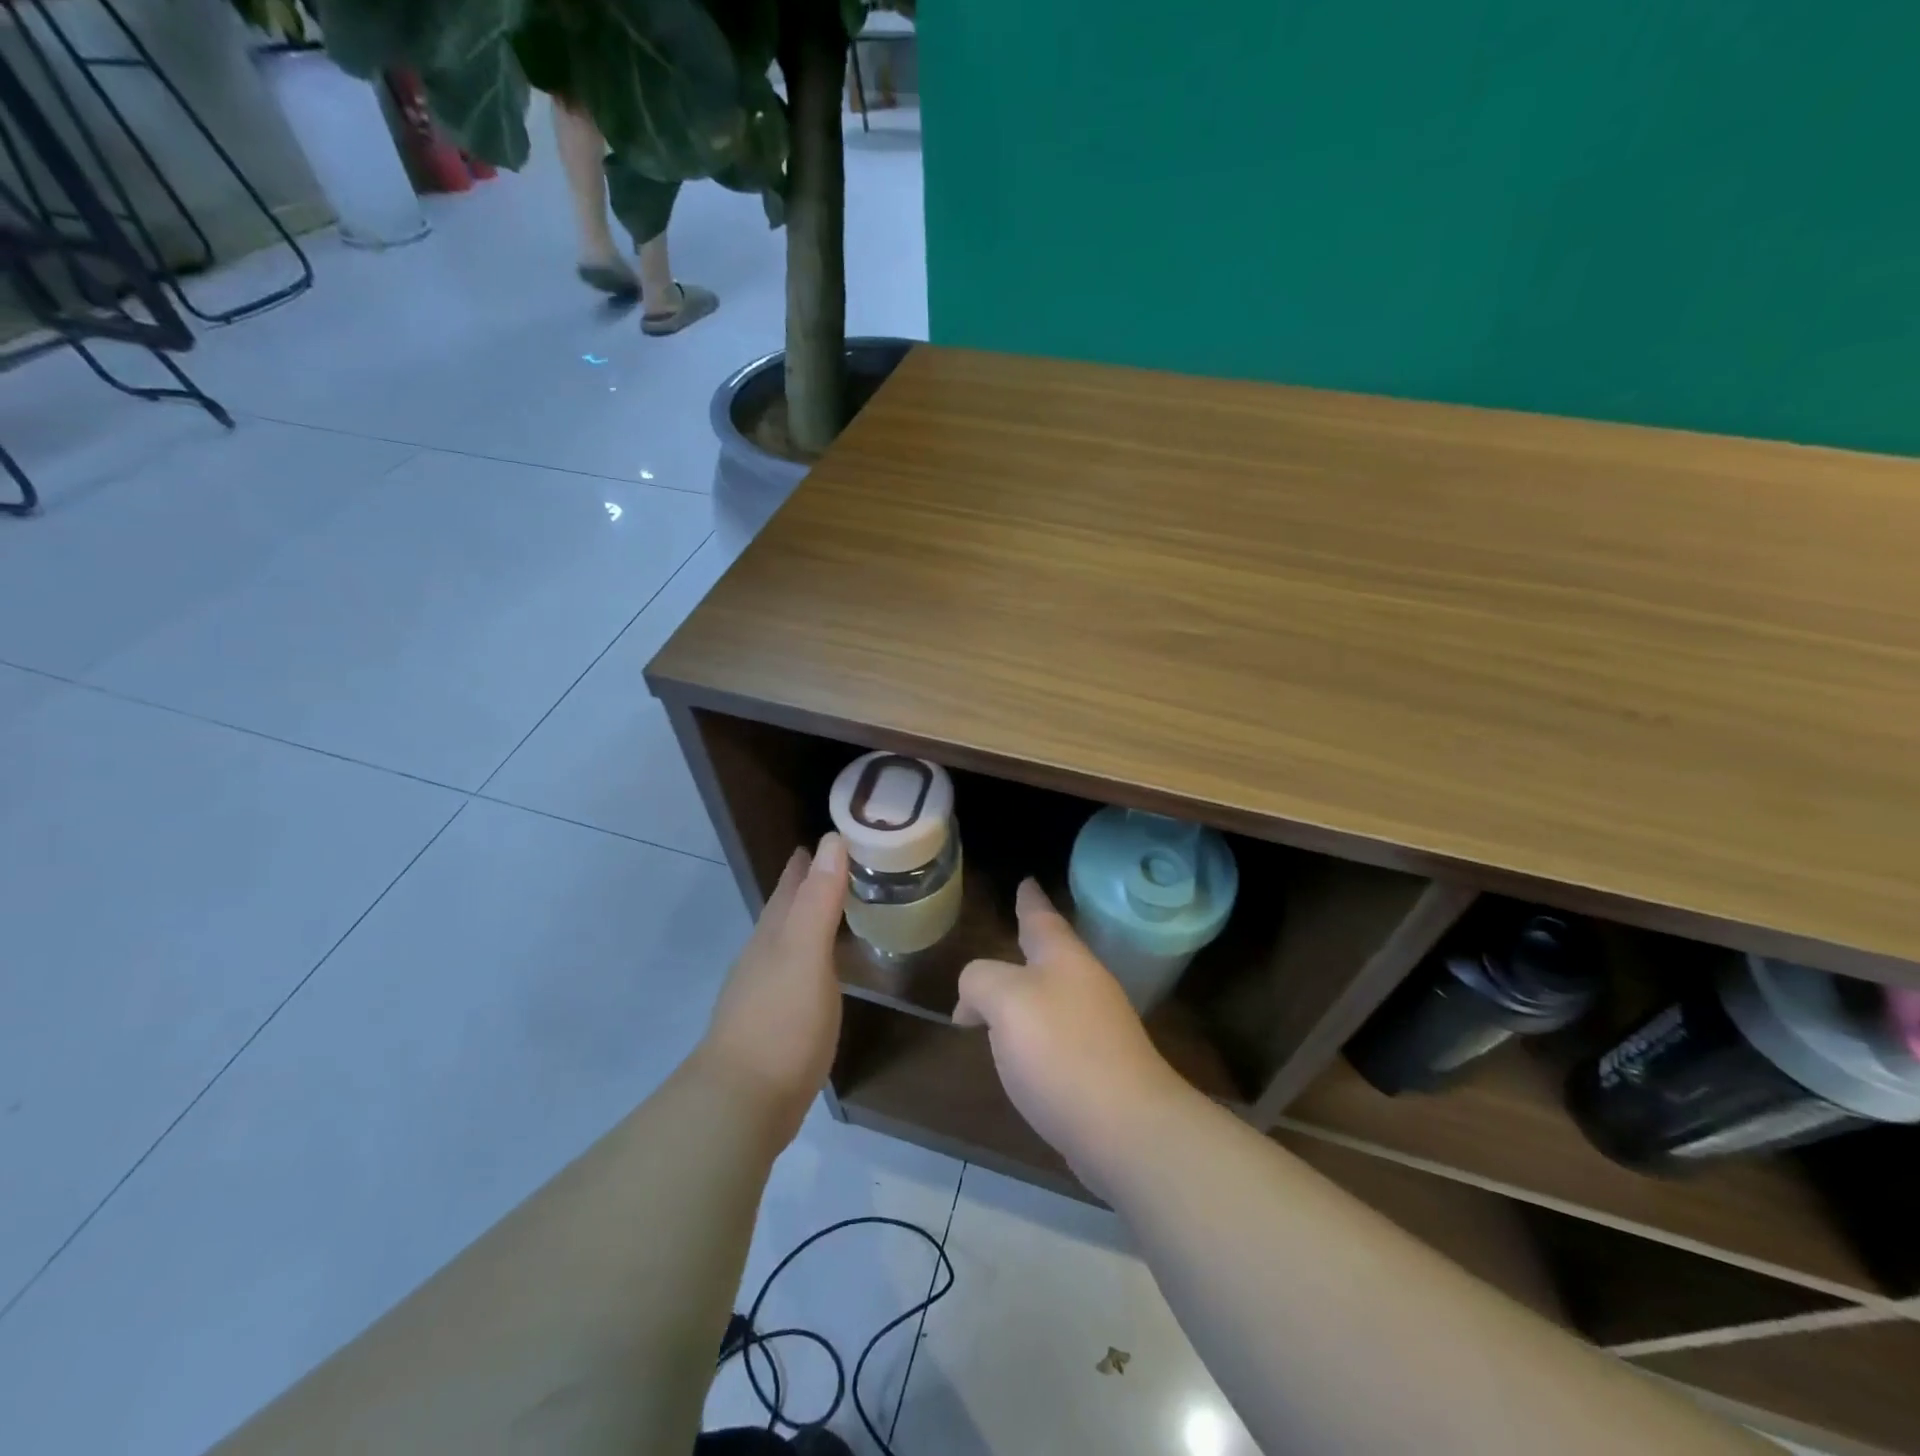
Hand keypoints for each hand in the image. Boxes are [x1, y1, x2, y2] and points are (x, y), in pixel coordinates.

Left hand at [700, 833, 848, 1141]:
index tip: (837, 835)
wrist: (743, 1103)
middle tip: (846, 865)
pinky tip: (825, 968)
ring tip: (841, 909)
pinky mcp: (777, 1022)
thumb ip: (819, 900)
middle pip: (787, 909)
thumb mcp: (805, 953)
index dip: (811, 859)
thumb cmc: (780, 1021)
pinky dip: (816, 958)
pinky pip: (800, 972)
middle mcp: (765, 955)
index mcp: (774, 934)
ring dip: (813, 921)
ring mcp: (767, 990)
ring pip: (792, 940)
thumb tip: (832, 840)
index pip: (792, 883)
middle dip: (811, 885)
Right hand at [955, 880, 1189, 1190]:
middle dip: (1031, 942)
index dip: (1030, 900)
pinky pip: (1057, 1033)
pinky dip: (1034, 1030)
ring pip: (1054, 993)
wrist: (1126, 1128)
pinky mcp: (1098, 1067)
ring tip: (1005, 990)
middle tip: (1013, 930)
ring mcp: (1097, 1027)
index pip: (1042, 917)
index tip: (1026, 880)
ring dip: (1029, 989)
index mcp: (1064, 959)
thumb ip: (980, 982)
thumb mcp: (1005, 1000)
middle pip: (1052, 954)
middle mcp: (1085, 985)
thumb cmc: (1062, 1050)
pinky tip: (1021, 1047)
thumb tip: (972, 1002)